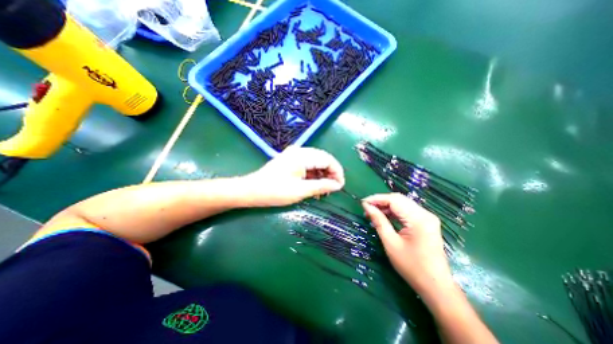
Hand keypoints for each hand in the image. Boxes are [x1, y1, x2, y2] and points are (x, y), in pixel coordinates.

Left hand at [242, 146, 343, 206]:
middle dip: (330, 173)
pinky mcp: (291, 160)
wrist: (251, 190)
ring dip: (322, 175)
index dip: (337, 172)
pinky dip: (313, 175)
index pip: (327, 159)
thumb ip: (321, 186)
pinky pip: (308, 165)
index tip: (340, 186)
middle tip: (333, 189)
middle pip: (322, 159)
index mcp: (302, 155)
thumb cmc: (275, 191)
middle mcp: (299, 151)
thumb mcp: (300, 191)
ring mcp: (294, 155)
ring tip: (324, 190)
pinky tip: (315, 186)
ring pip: (316, 162)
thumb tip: (337, 185)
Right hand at [361, 193, 451, 294]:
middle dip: (381, 201)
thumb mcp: (391, 243)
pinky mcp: (426, 222)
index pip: (394, 200)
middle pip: (399, 199)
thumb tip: (367, 206)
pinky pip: (407, 211)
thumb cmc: (412, 267)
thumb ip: (379, 221)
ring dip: (387, 206)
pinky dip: (394, 212)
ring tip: (372, 213)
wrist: (436, 286)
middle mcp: (425, 214)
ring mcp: (427, 218)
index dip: (376, 199)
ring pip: (402, 204)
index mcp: (418, 218)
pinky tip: (384, 217)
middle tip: (366, 208)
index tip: (363, 203)